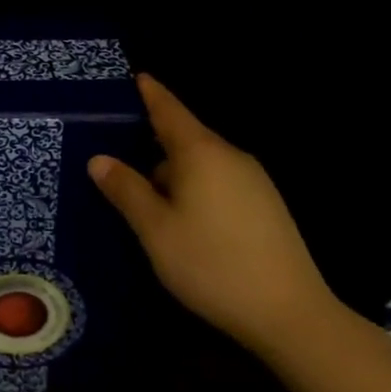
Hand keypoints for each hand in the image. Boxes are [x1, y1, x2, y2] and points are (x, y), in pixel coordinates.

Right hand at [88, 73, 335, 354]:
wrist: (291, 315)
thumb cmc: (212, 264)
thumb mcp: (156, 229)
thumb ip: (126, 190)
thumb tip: (99, 159)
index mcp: (201, 152)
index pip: (169, 110)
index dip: (151, 93)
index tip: (137, 76)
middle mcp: (230, 156)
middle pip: (185, 138)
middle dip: (154, 145)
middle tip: (121, 157)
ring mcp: (254, 181)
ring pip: (202, 164)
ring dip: (174, 174)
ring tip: (148, 200)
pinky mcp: (267, 206)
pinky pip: (220, 182)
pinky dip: (196, 189)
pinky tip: (186, 221)